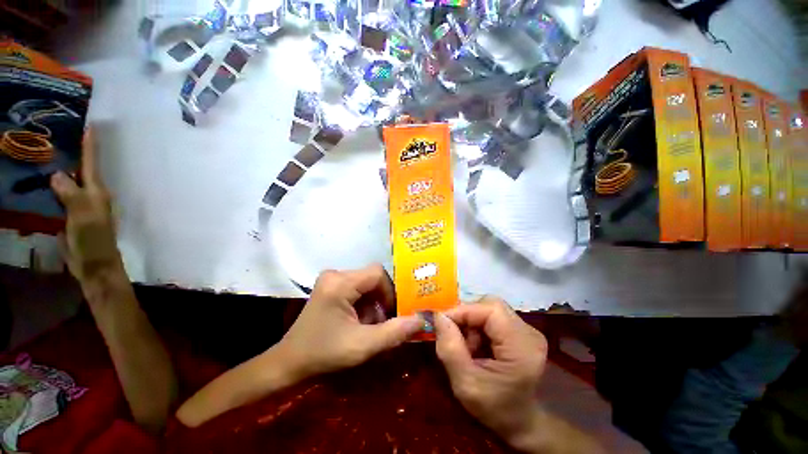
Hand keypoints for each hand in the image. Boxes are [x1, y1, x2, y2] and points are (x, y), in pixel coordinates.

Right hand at [50, 129, 122, 284]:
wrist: (93, 265)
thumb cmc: (93, 240)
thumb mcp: (83, 215)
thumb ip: (71, 193)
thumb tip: (57, 174)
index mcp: (97, 191)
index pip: (91, 162)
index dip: (90, 145)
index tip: (90, 125)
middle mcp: (90, 194)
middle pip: (79, 169)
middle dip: (72, 152)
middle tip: (60, 133)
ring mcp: (79, 205)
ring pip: (68, 181)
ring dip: (59, 168)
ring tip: (47, 152)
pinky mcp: (69, 216)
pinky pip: (58, 196)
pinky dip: (51, 186)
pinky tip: (41, 180)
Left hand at [278, 264, 424, 377]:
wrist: (289, 363)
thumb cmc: (324, 354)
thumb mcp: (363, 346)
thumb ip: (394, 332)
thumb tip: (421, 319)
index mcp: (340, 283)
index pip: (377, 273)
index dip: (390, 291)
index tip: (392, 313)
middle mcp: (335, 274)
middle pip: (372, 278)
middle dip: (382, 300)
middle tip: (383, 322)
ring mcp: (331, 279)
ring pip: (366, 284)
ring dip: (373, 303)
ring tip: (370, 325)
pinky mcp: (330, 286)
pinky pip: (357, 288)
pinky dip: (364, 303)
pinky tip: (360, 321)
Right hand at [434, 296, 548, 451]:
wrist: (522, 423)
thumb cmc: (495, 408)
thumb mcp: (465, 384)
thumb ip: (450, 348)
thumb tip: (439, 316)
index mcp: (521, 347)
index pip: (490, 309)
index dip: (463, 310)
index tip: (442, 321)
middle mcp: (529, 332)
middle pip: (491, 305)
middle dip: (467, 316)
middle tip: (454, 335)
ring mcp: (527, 331)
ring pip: (490, 309)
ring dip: (472, 322)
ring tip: (467, 346)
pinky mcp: (522, 332)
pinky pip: (494, 317)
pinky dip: (479, 326)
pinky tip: (476, 345)